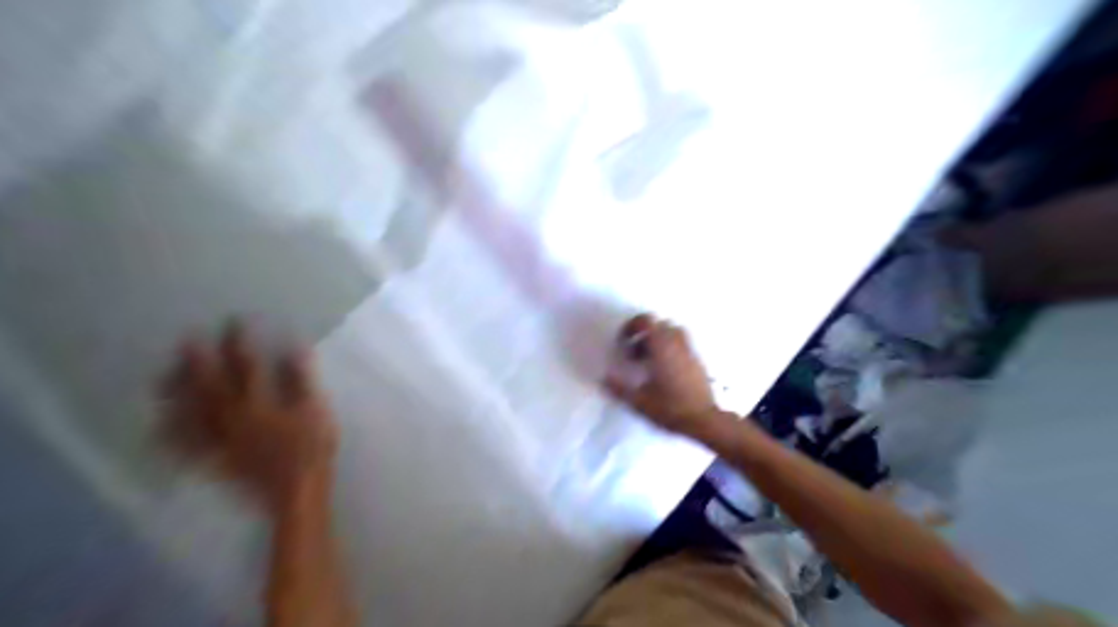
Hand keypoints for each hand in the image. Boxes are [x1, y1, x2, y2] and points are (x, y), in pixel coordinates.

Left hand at [159, 321, 334, 510]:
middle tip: (186, 339)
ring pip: (190, 412)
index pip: (246, 366)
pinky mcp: (215, 460)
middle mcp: (231, 418)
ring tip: (164, 377)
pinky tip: (160, 428)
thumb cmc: (311, 449)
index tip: (233, 321)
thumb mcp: (315, 409)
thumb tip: (293, 347)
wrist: (295, 493)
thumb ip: (301, 379)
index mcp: (257, 403)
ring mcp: (220, 440)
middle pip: (208, 386)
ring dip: (177, 393)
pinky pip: (187, 446)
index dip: (239, 342)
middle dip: (198, 361)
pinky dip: (171, 436)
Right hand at [603, 313, 725, 436]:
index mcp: (662, 348)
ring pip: (673, 333)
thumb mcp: (639, 402)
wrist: (704, 420)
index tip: (623, 340)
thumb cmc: (670, 409)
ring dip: (659, 340)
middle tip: (633, 353)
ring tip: (648, 360)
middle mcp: (677, 345)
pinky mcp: (698, 362)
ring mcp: (690, 352)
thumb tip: (605, 377)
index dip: (632, 326)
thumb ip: (620, 388)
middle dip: (644, 334)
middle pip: (660, 324)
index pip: (647, 321)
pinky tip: (663, 371)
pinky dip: (670, 349)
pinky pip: (682, 345)